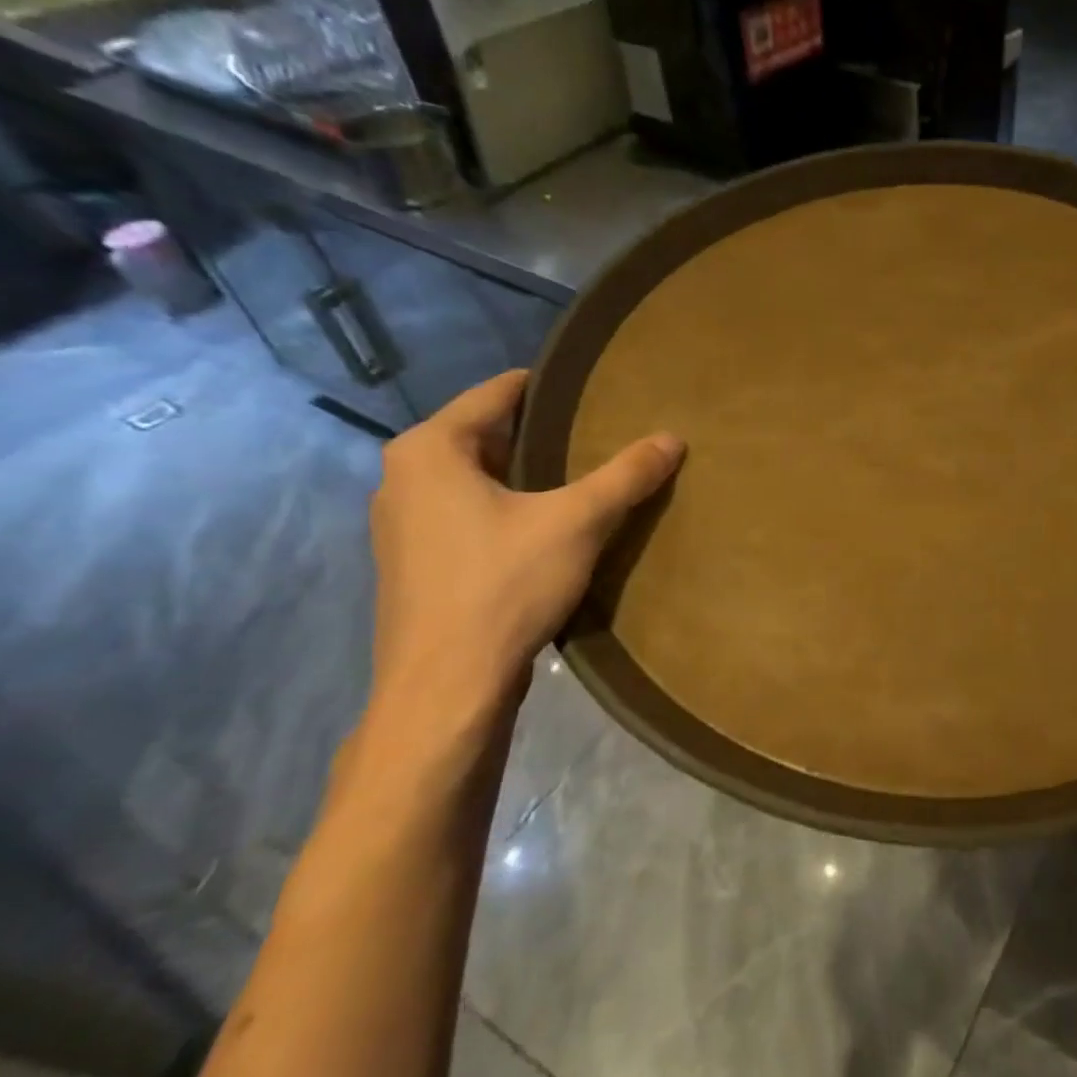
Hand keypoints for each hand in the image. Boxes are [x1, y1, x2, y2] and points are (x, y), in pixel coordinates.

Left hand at [367, 370, 683, 731]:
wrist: (445, 689)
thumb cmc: (503, 586)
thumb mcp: (578, 522)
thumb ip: (626, 475)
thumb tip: (673, 438)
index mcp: (430, 451)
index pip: (496, 393)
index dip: (548, 387)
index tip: (594, 387)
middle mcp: (403, 478)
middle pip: (485, 435)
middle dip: (541, 434)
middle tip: (600, 432)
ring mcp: (403, 526)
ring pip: (476, 479)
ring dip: (526, 475)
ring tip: (582, 477)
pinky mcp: (416, 565)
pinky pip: (468, 514)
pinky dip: (507, 509)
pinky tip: (549, 527)